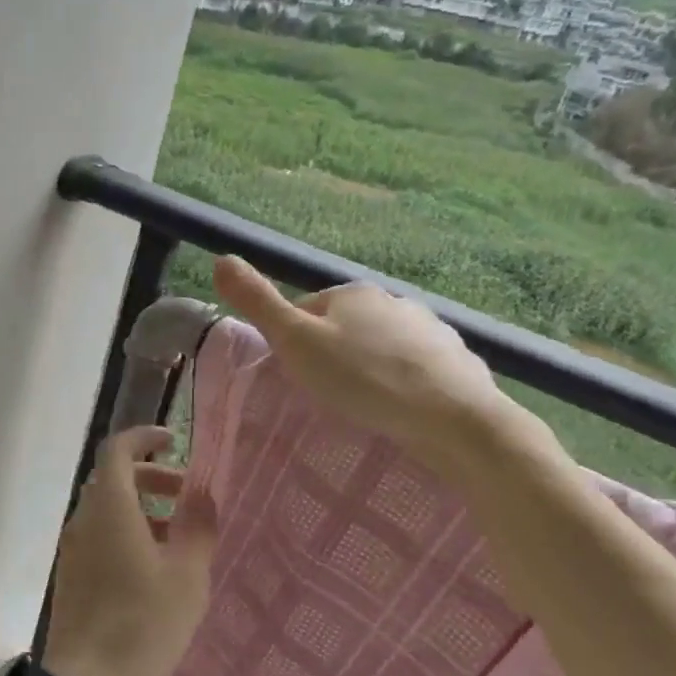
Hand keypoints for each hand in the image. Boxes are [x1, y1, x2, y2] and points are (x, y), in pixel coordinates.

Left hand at [42, 427, 218, 675]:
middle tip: (186, 495)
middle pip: (112, 479)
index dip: (144, 438)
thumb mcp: (186, 578)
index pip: (117, 449)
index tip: (173, 443)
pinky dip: (125, 532)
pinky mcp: (70, 576)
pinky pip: (98, 536)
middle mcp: (83, 519)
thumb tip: (203, 494)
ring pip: (105, 509)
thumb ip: (198, 528)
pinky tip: (152, 568)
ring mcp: (72, 549)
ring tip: (177, 536)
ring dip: (140, 508)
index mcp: (109, 508)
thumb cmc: (142, 626)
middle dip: (150, 477)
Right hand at [211, 254, 528, 473]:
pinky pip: (415, 367)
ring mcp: (430, 328)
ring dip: (369, 367)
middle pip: (345, 326)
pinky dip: (404, 382)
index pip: (306, 310)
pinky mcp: (455, 360)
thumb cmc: (363, 378)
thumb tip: (220, 258)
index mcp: (351, 292)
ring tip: (364, 404)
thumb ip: (258, 302)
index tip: (296, 375)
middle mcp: (393, 300)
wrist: (453, 417)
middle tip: (327, 394)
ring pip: (381, 346)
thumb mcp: (296, 342)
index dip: (294, 341)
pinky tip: (401, 408)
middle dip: (333, 353)